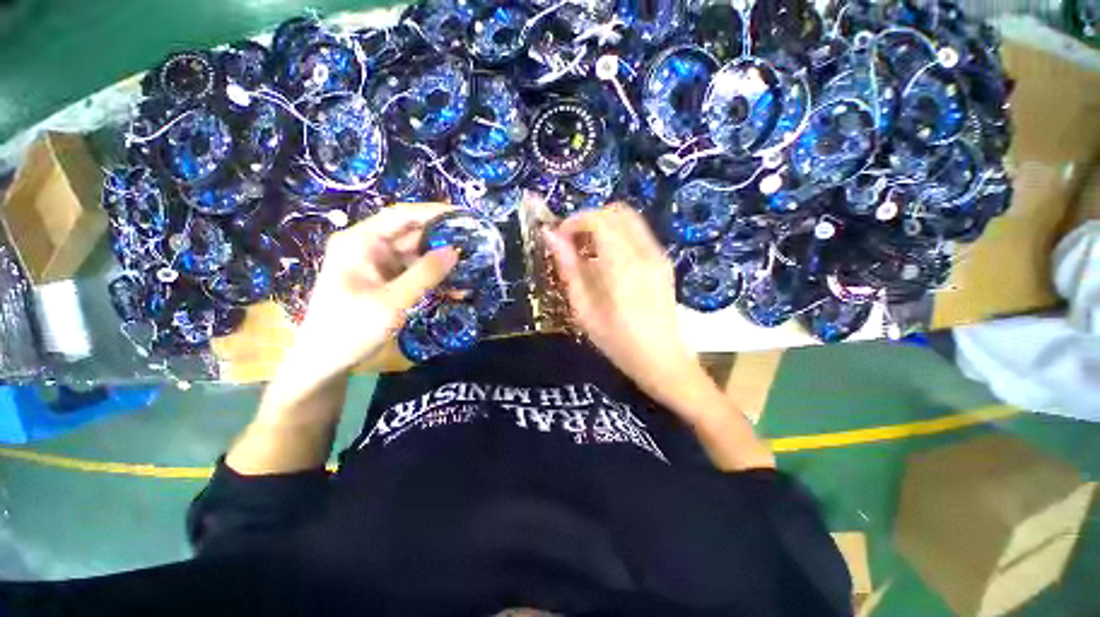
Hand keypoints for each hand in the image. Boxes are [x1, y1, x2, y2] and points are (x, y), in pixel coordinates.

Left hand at [289, 203, 457, 380]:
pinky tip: (457, 288)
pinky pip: (415, 274)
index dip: (433, 212)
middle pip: (412, 234)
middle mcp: (370, 247)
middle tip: (476, 242)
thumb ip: (425, 274)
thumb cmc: (351, 327)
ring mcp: (379, 265)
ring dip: (443, 262)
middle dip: (443, 238)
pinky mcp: (387, 281)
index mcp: (361, 241)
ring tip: (473, 264)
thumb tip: (455, 250)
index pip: (401, 215)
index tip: (464, 215)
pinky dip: (434, 279)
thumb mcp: (392, 300)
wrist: (326, 361)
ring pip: (417, 255)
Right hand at [544, 205, 709, 412]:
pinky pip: (637, 233)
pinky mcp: (663, 261)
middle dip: (589, 219)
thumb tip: (551, 237)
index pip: (600, 220)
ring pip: (629, 219)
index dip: (574, 222)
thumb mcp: (585, 311)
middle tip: (571, 243)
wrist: (664, 361)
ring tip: (586, 252)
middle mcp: (646, 253)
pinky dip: (616, 235)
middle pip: (616, 212)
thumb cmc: (619, 343)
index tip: (558, 238)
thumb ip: (569, 270)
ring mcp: (658, 255)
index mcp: (624, 267)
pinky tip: (605, 261)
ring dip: (603, 226)